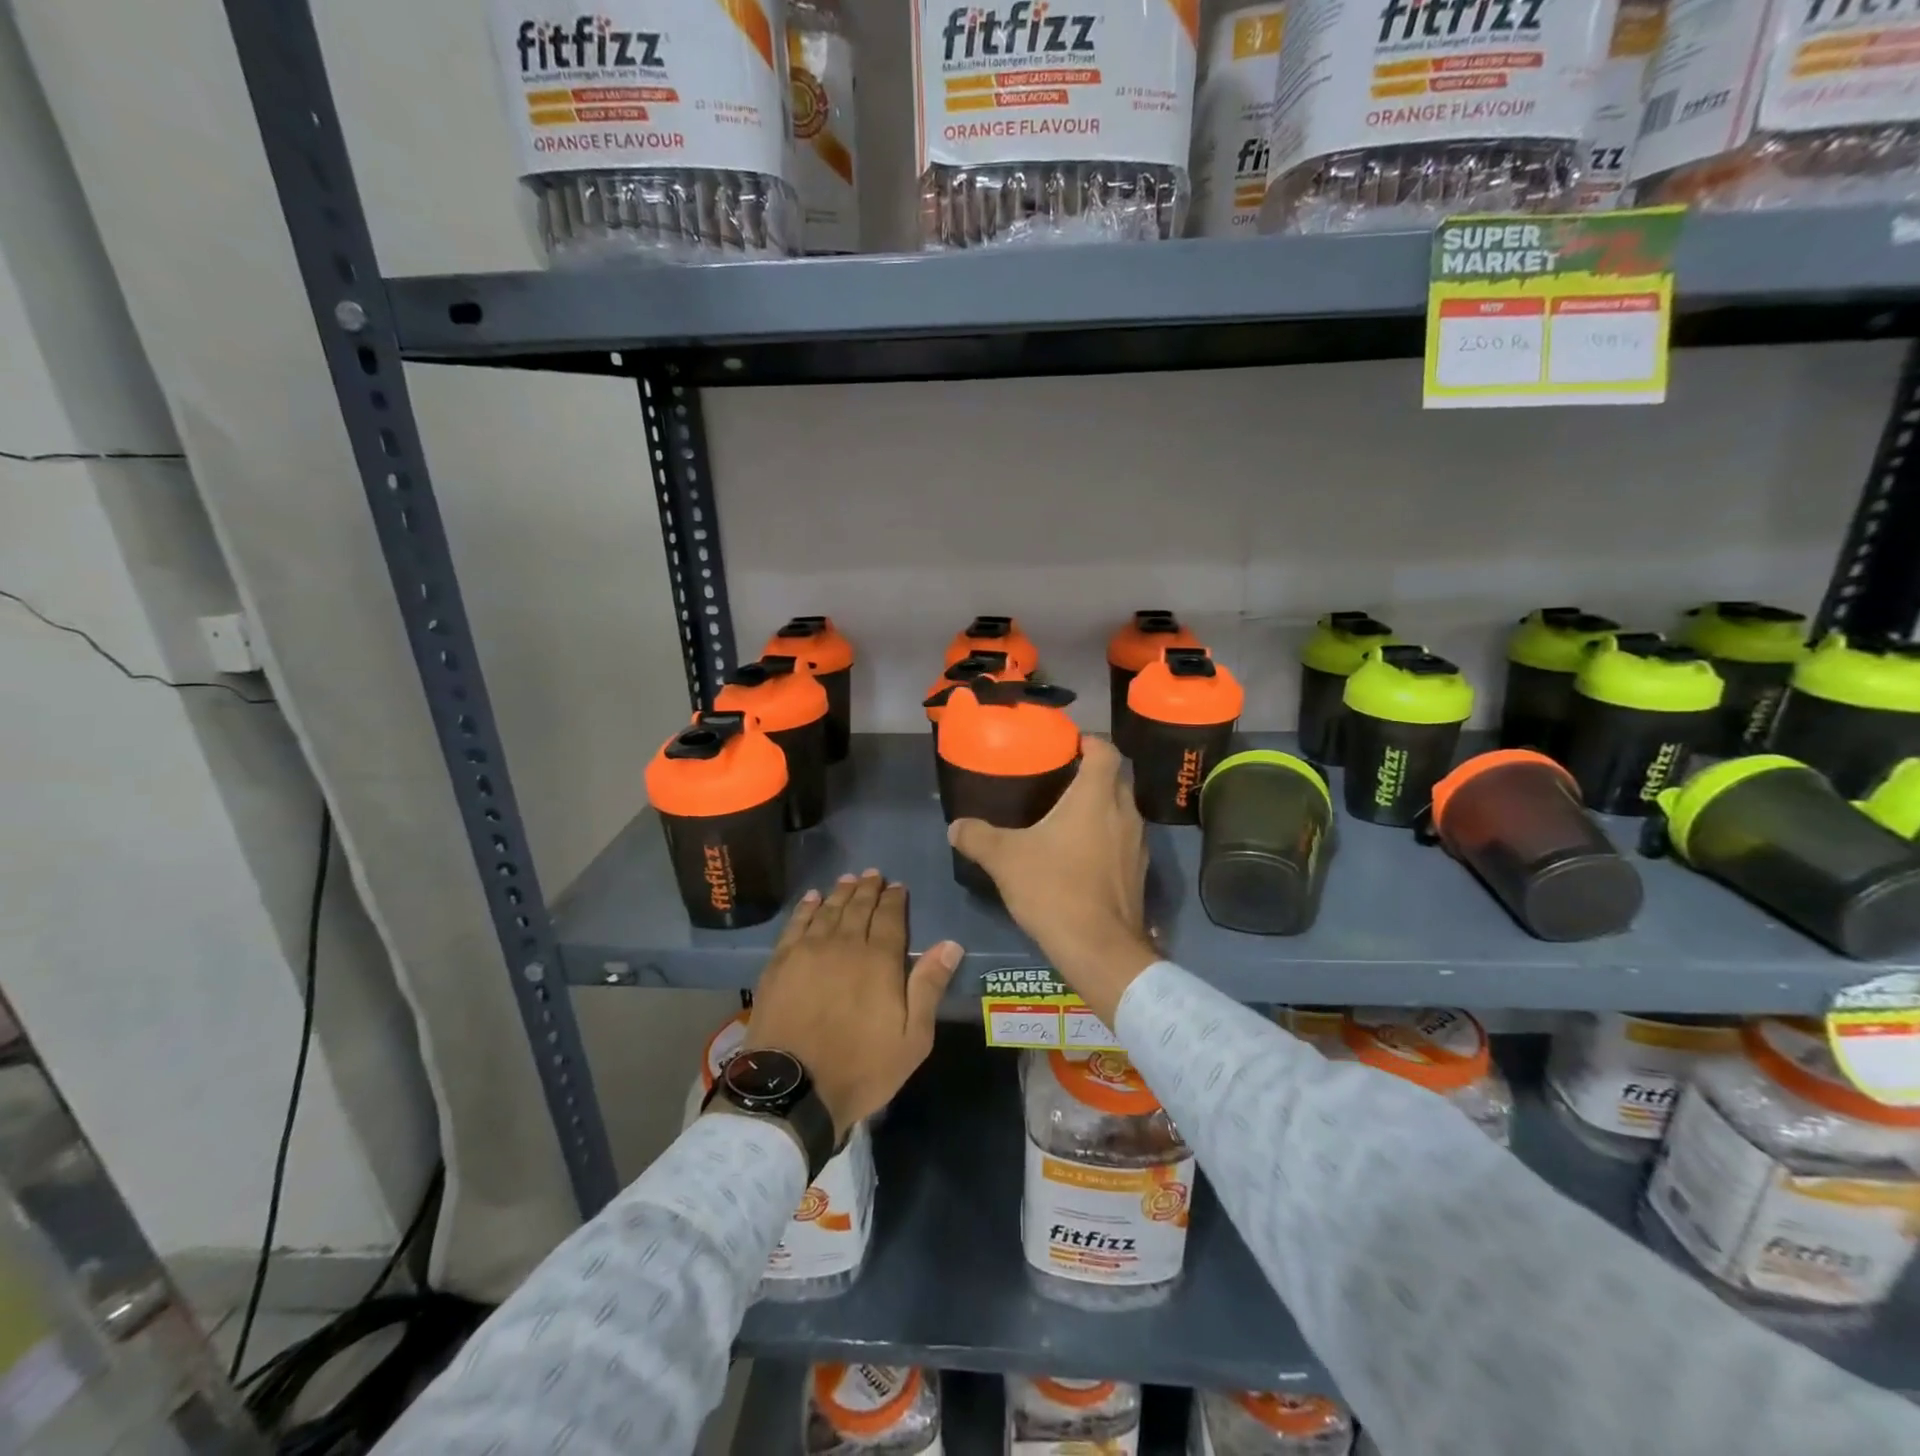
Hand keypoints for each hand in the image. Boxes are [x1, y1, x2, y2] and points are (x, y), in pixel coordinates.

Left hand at [741, 871, 961, 1139]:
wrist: (792, 1088)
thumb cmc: (861, 1067)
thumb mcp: (912, 1038)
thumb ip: (929, 987)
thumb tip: (950, 944)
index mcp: (880, 961)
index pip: (890, 918)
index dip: (895, 899)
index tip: (898, 886)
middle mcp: (845, 945)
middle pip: (859, 908)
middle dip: (868, 889)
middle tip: (873, 874)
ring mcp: (808, 951)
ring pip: (829, 911)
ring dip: (841, 893)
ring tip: (848, 879)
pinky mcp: (780, 963)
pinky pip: (796, 924)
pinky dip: (807, 908)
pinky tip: (813, 898)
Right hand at [948, 737, 1157, 1024]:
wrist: (1099, 948)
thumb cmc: (1054, 889)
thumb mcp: (1005, 859)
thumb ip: (978, 836)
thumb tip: (956, 826)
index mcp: (1096, 797)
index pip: (1105, 750)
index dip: (1088, 741)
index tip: (1067, 744)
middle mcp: (1124, 813)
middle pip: (1115, 779)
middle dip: (1092, 774)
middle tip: (1060, 779)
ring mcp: (1137, 845)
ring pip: (1120, 811)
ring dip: (1100, 808)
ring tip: (1066, 817)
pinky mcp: (1138, 873)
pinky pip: (1123, 841)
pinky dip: (1105, 838)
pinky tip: (1080, 856)